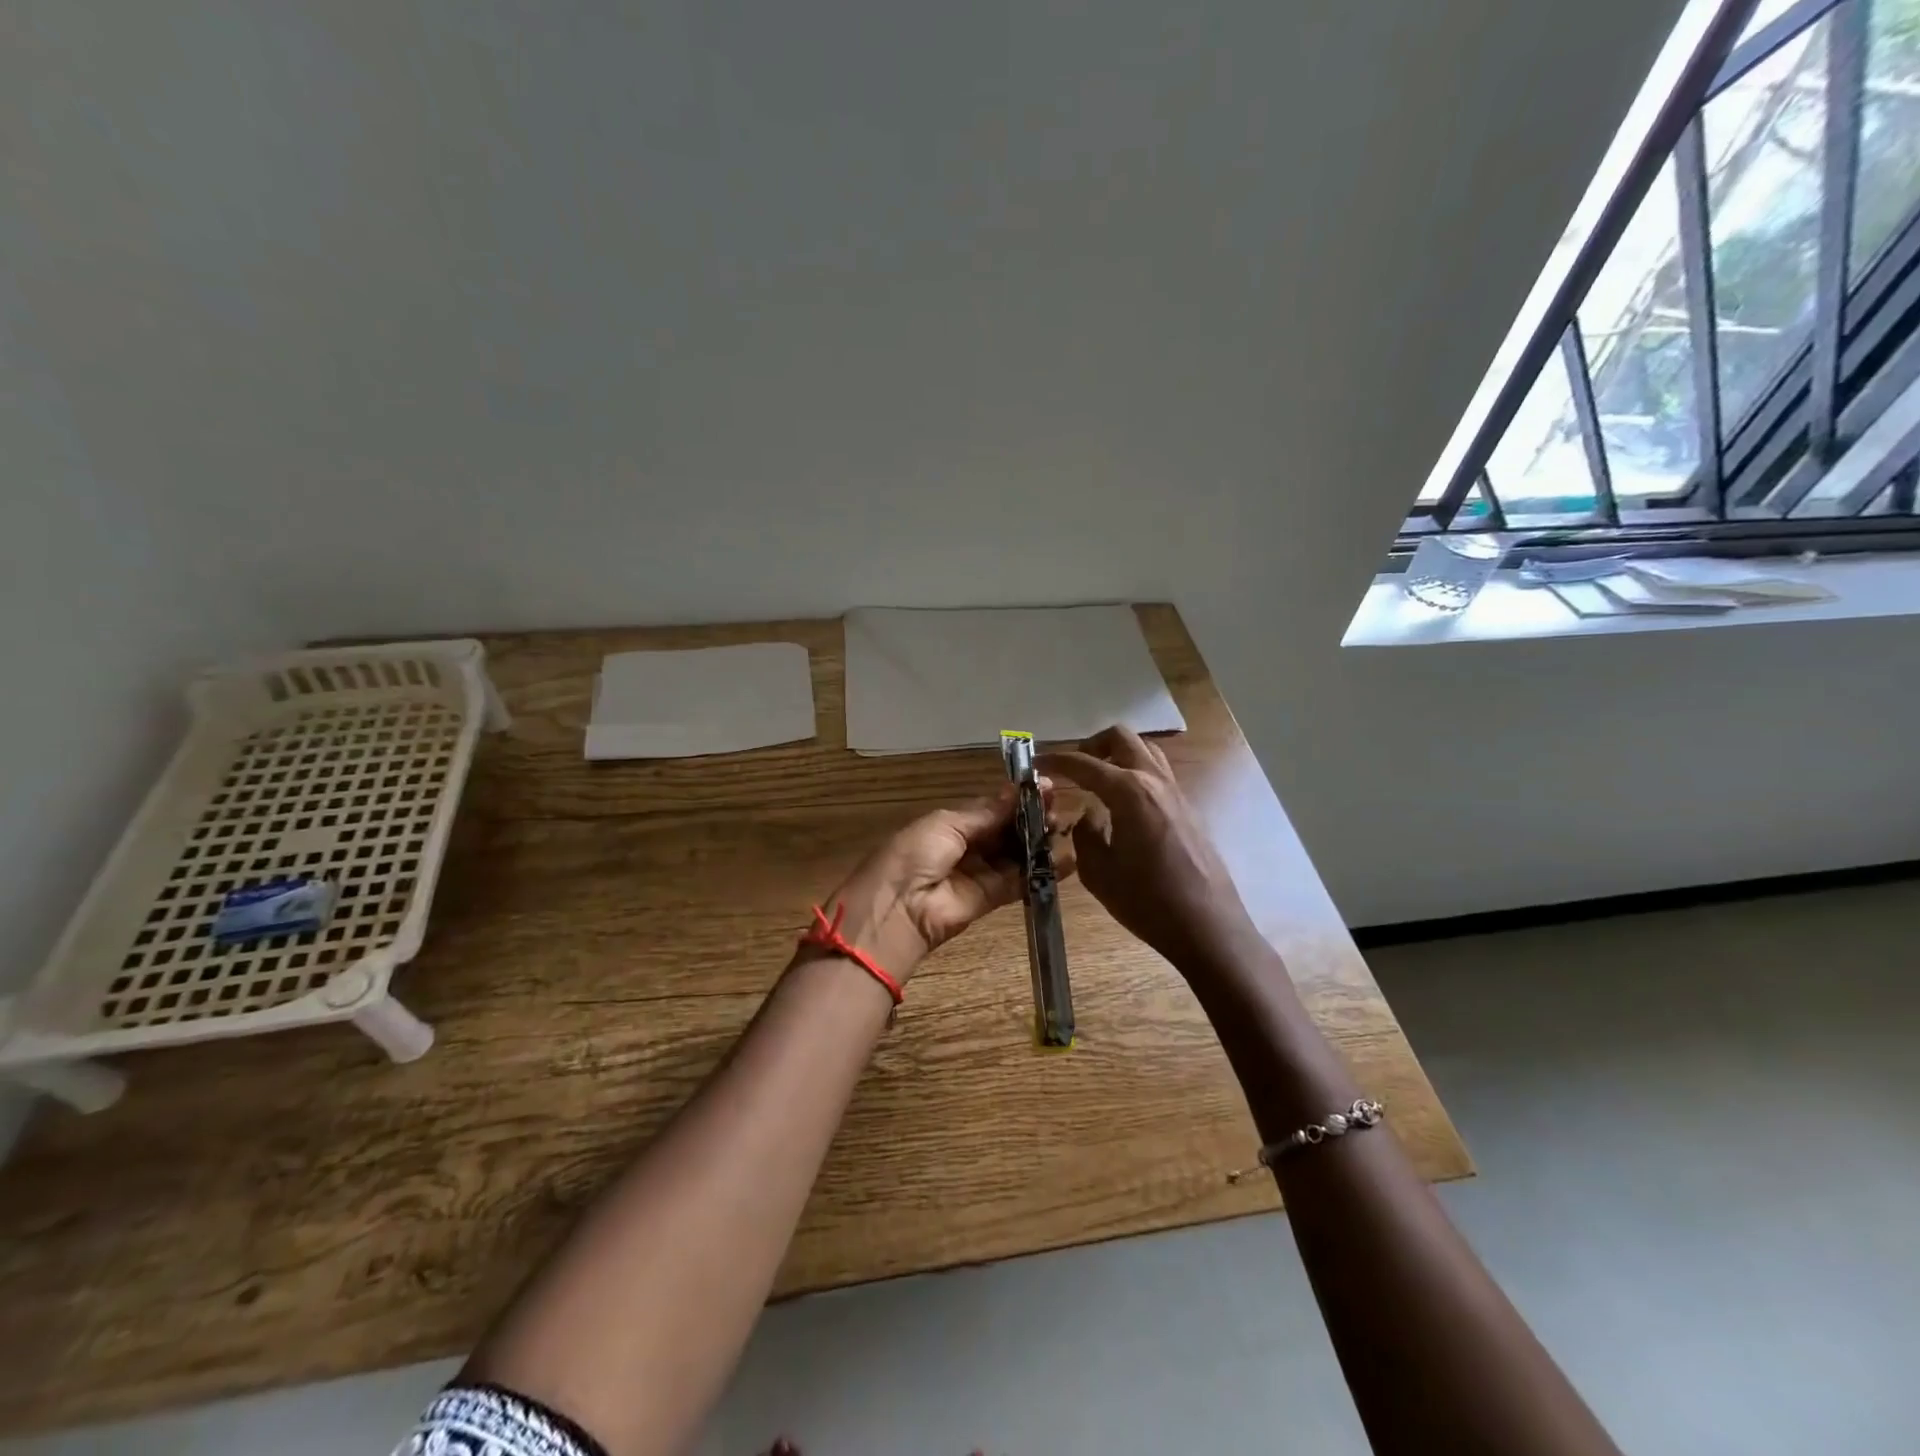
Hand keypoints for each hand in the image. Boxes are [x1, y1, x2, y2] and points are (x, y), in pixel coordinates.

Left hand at [812, 784, 1075, 984]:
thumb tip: (1017, 790)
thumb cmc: (914, 856)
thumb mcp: (946, 825)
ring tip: (1065, 828)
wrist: (896, 911)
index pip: (991, 808)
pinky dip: (1041, 872)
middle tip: (1058, 809)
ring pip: (1015, 855)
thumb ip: (985, 812)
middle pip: (1006, 831)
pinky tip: (1066, 860)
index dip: (1016, 799)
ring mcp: (978, 874)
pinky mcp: (990, 900)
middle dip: (1031, 819)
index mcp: (949, 824)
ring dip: (1039, 842)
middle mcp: (966, 847)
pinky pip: (1018, 882)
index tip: (1044, 787)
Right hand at [1038, 726, 1256, 973]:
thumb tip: (1088, 815)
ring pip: (1145, 750)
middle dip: (1091, 745)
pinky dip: (1135, 773)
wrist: (1207, 926)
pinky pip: (1157, 773)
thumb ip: (1085, 834)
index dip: (1056, 760)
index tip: (1036, 762)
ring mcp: (1176, 792)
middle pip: (1121, 738)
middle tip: (1073, 768)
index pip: (1084, 764)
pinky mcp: (1188, 809)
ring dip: (1118, 755)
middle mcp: (1154, 781)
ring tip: (1098, 779)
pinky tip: (1123, 804)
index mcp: (1129, 792)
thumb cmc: (1147, 902)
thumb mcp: (1099, 873)